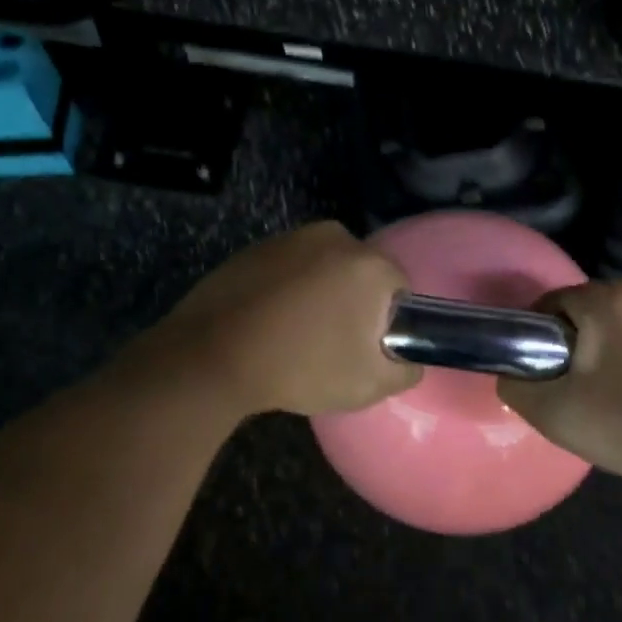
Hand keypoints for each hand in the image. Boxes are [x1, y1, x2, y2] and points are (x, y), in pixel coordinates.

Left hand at [135, 221, 419, 419]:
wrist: (212, 355)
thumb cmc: (300, 367)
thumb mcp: (369, 385)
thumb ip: (405, 369)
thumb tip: (408, 357)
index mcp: (368, 263)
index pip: (399, 288)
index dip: (387, 321)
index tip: (365, 349)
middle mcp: (334, 237)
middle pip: (360, 273)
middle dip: (354, 304)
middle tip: (333, 345)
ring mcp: (291, 238)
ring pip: (324, 268)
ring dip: (320, 294)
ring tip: (296, 335)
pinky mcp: (257, 246)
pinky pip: (290, 268)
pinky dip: (288, 289)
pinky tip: (269, 321)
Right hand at [497, 277, 621, 494]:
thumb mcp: (557, 414)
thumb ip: (517, 385)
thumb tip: (511, 372)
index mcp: (610, 298)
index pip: (551, 304)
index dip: (540, 339)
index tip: (547, 375)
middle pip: (585, 309)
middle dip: (576, 343)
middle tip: (578, 389)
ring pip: (616, 319)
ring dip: (606, 347)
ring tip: (611, 392)